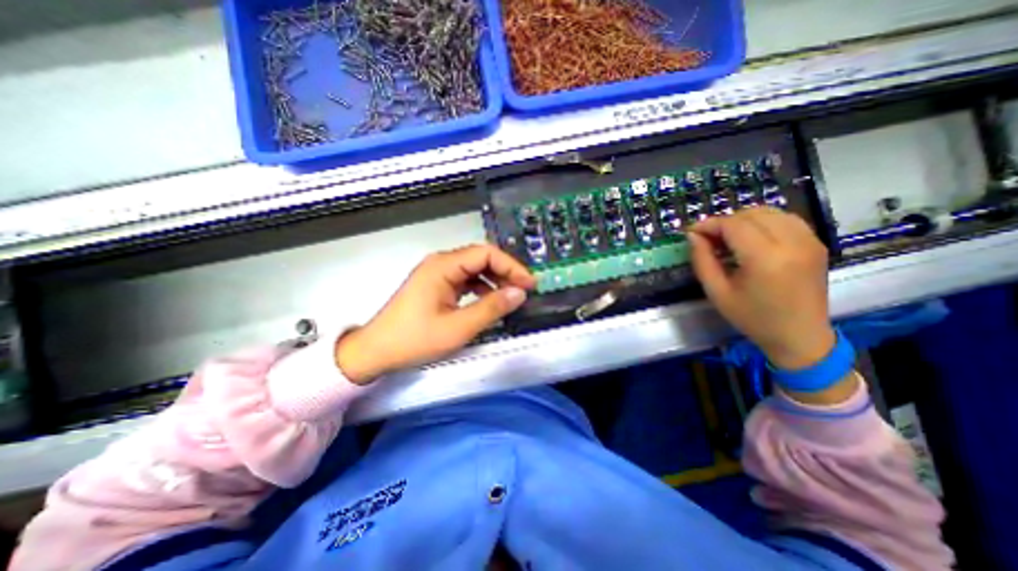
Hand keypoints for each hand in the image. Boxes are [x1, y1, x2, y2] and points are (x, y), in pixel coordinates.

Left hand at [338, 243, 540, 384]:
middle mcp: (440, 263)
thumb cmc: (415, 340)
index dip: (511, 266)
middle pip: (481, 258)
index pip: (486, 254)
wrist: (376, 351)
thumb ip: (491, 308)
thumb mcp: (458, 328)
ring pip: (474, 269)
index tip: (529, 284)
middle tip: (524, 290)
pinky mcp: (436, 285)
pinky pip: (465, 280)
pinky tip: (489, 301)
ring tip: (510, 296)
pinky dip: (481, 288)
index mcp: (443, 266)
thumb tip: (519, 293)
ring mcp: (437, 274)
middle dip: (505, 272)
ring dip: (495, 280)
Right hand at [684, 207, 835, 370]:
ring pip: (770, 212)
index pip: (733, 225)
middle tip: (707, 238)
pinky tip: (751, 238)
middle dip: (724, 221)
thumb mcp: (717, 292)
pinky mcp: (817, 243)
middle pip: (751, 214)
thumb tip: (693, 236)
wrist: (800, 336)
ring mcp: (810, 241)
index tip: (691, 233)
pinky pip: (786, 219)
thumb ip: (702, 260)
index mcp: (765, 259)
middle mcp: (792, 243)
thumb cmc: (752, 318)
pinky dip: (763, 222)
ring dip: (743, 219)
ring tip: (728, 237)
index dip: (709, 224)